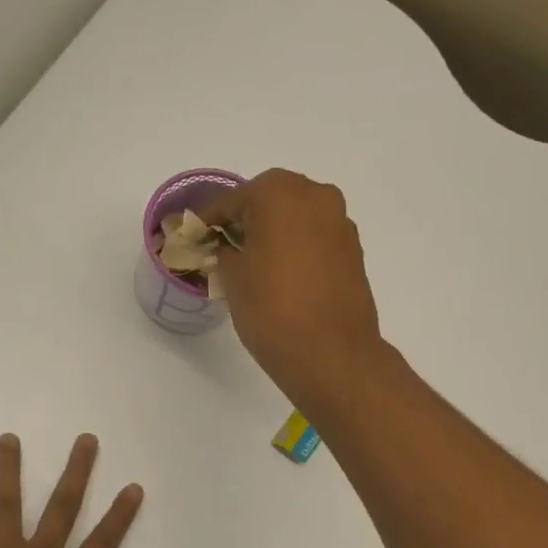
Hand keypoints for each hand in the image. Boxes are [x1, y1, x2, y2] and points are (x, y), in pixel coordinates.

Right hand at [201, 169, 386, 413]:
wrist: (332, 355)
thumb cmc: (272, 309)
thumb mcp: (232, 278)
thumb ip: (224, 251)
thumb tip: (228, 247)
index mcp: (280, 192)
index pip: (232, 200)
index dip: (209, 221)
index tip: (194, 238)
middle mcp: (316, 195)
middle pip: (269, 200)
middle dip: (245, 221)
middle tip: (223, 248)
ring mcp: (340, 222)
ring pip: (296, 218)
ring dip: (274, 233)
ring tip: (253, 263)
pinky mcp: (353, 250)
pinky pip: (315, 238)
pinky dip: (296, 247)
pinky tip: (282, 274)